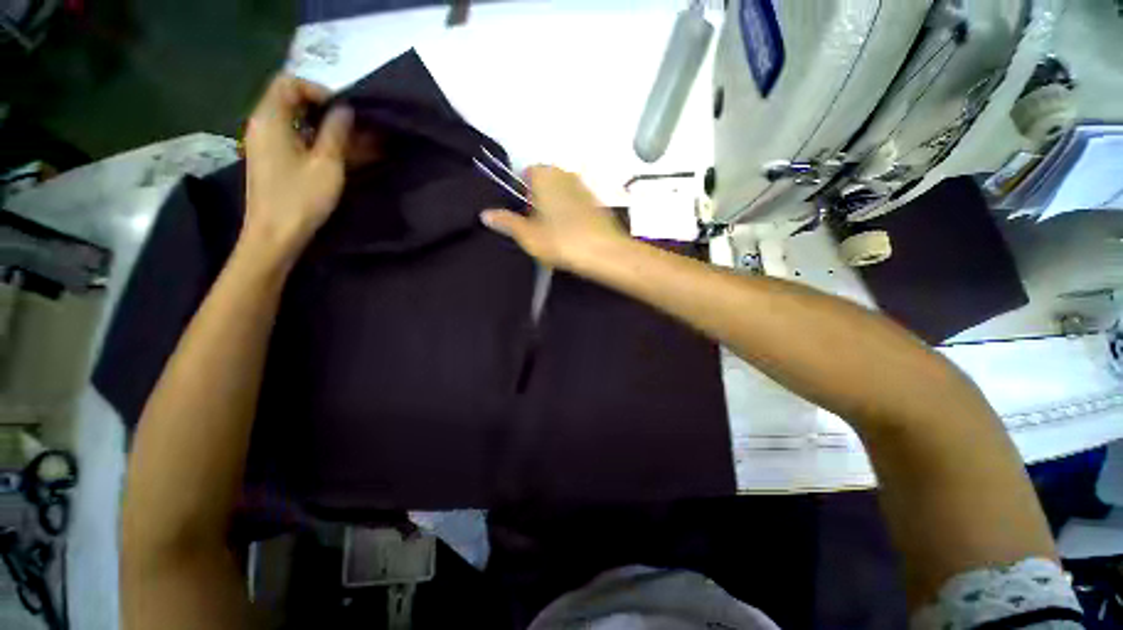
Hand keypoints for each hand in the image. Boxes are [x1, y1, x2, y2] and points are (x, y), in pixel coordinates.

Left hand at [241, 74, 352, 264]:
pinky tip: (326, 153)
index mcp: (270, 118)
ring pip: (289, 117)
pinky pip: (286, 135)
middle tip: (342, 120)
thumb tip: (344, 109)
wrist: (269, 246)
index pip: (290, 80)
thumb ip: (338, 127)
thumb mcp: (326, 161)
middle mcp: (261, 126)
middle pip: (289, 97)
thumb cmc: (296, 202)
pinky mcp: (265, 162)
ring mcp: (260, 145)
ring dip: (315, 122)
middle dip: (318, 104)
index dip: (316, 88)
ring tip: (341, 137)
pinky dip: (306, 137)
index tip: (335, 109)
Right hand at [480, 166, 628, 269]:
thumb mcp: (527, 234)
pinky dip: (570, 211)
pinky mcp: (598, 202)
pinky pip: (576, 201)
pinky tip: (569, 232)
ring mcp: (584, 187)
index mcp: (545, 176)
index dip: (521, 189)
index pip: (528, 171)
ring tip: (551, 230)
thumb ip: (506, 221)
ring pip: (562, 190)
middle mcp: (566, 174)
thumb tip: (485, 214)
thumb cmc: (562, 240)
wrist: (606, 253)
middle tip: (533, 222)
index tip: (520, 209)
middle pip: (546, 179)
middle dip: (538, 195)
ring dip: (554, 203)